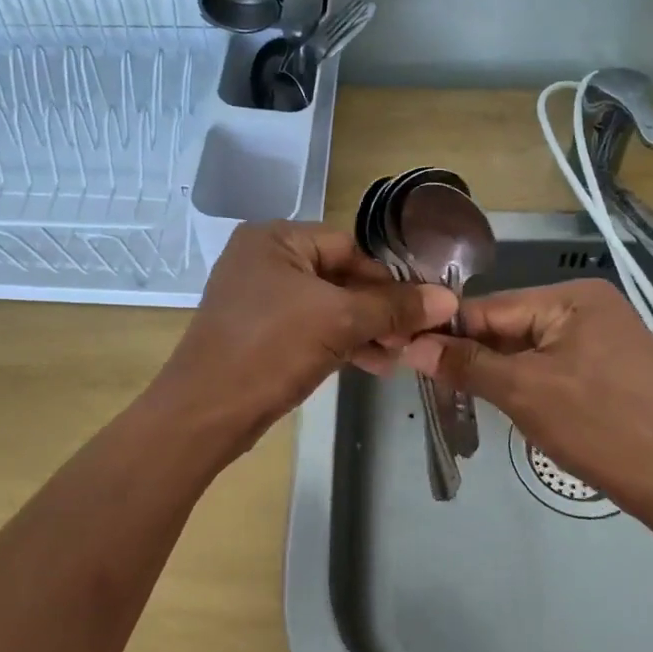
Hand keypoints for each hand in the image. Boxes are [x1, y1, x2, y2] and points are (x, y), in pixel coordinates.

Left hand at [152, 221, 456, 451]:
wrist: (205, 412)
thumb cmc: (270, 349)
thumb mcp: (339, 322)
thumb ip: (393, 307)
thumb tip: (447, 299)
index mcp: (275, 239)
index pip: (348, 247)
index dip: (386, 278)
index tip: (419, 309)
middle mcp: (263, 260)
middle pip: (339, 276)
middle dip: (377, 310)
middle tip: (410, 339)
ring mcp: (257, 298)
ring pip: (326, 306)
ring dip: (363, 331)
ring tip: (396, 358)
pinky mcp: (258, 332)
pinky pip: (308, 328)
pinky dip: (338, 344)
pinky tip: (372, 365)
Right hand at [403, 277, 652, 519]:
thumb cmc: (598, 426)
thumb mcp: (522, 392)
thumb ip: (465, 364)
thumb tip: (411, 346)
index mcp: (572, 296)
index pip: (492, 307)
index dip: (448, 331)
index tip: (409, 353)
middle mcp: (589, 304)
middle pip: (510, 325)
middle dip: (475, 354)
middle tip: (433, 382)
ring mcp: (603, 334)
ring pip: (529, 346)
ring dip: (498, 369)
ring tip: (461, 393)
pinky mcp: (609, 364)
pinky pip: (551, 362)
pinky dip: (526, 379)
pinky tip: (507, 400)